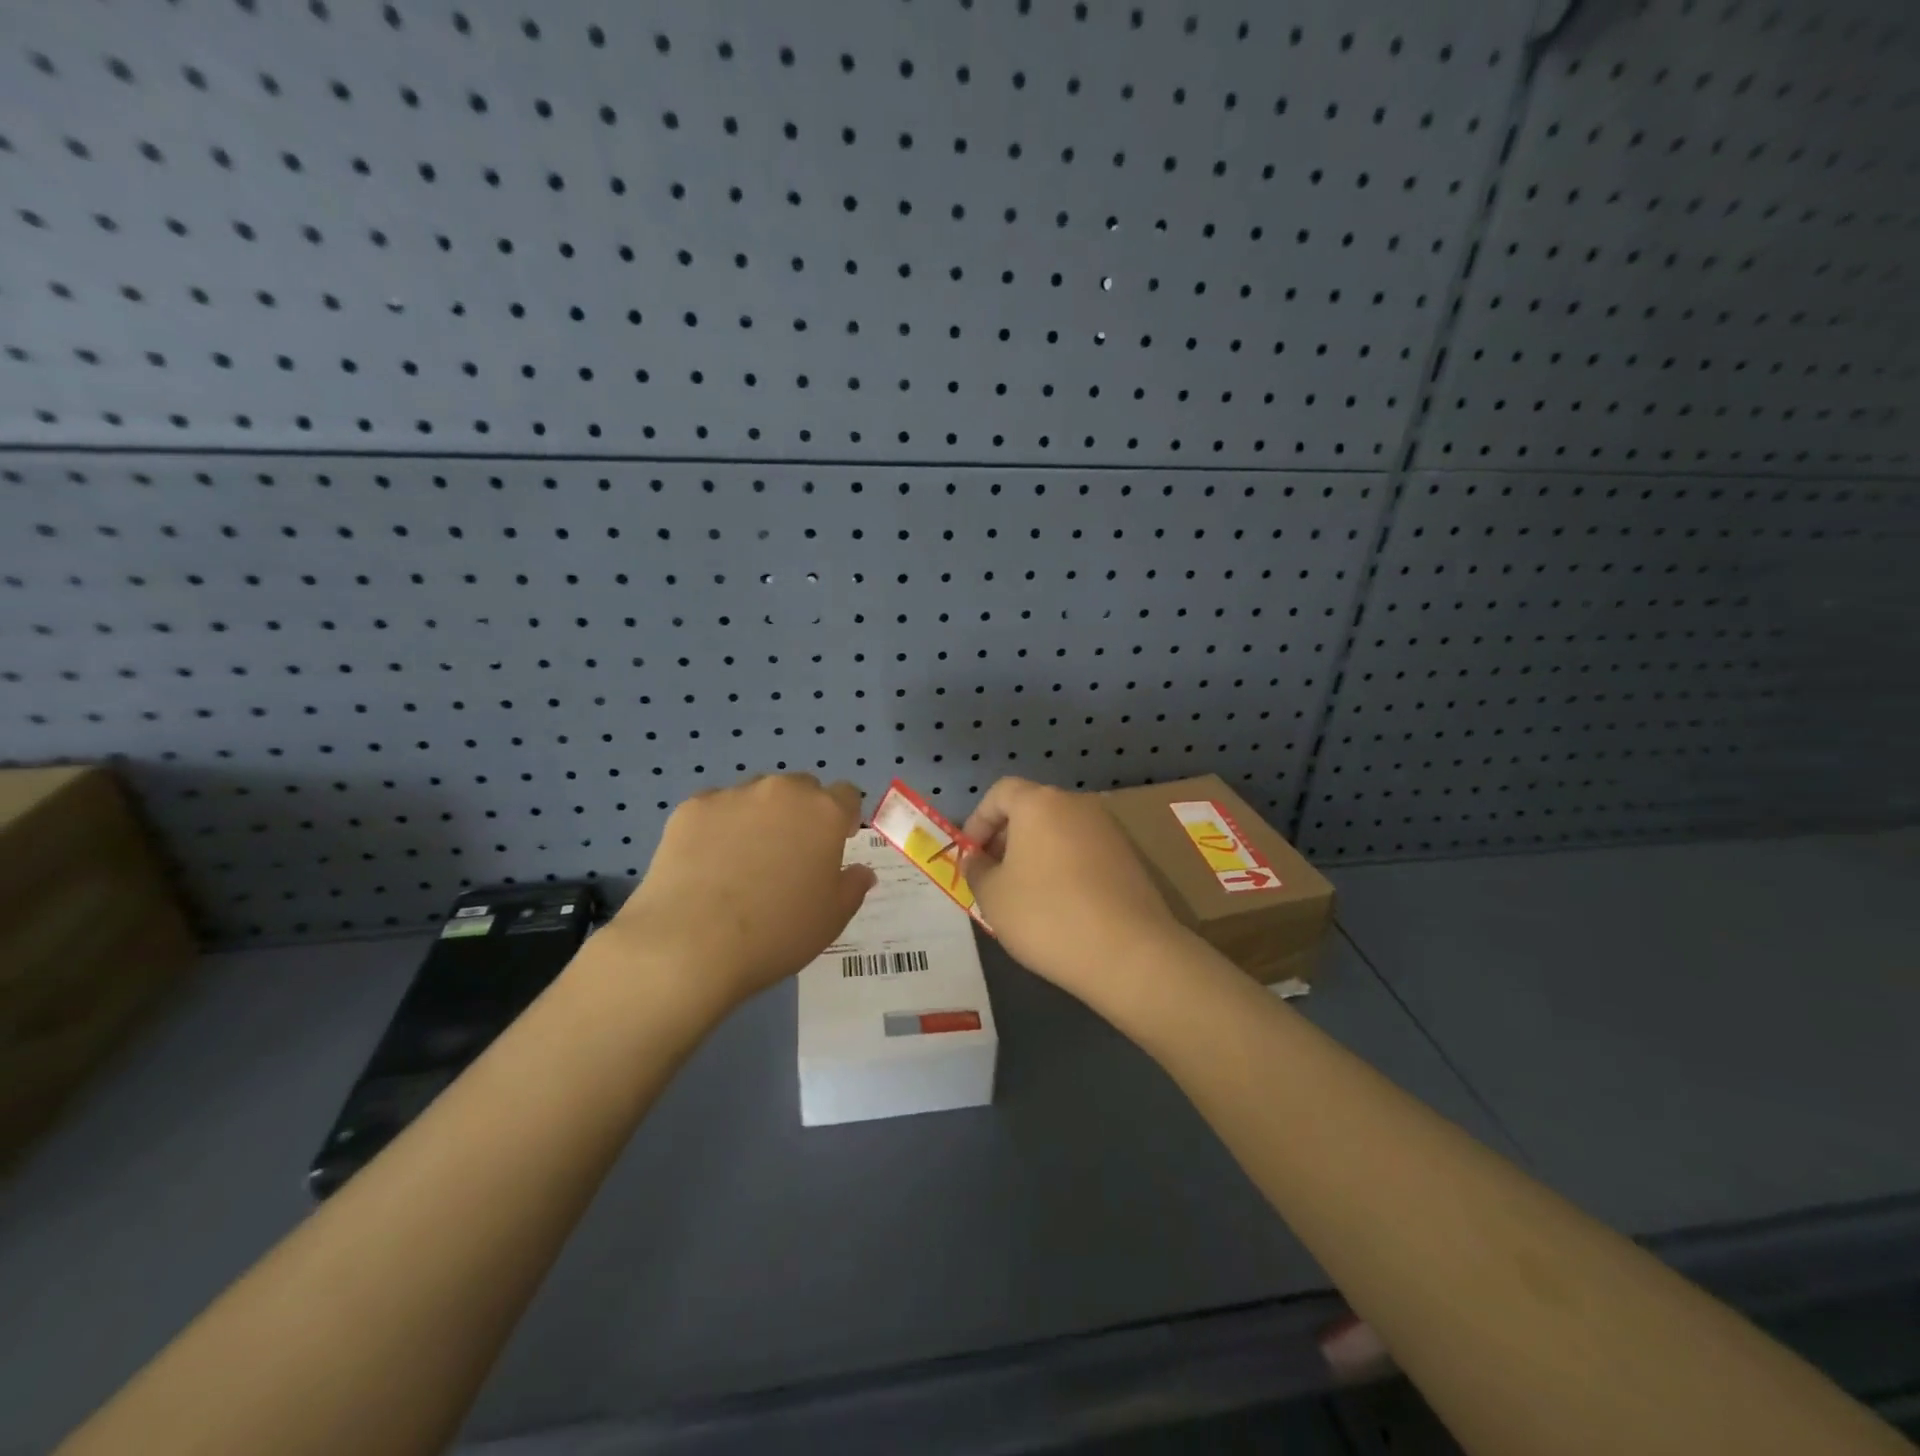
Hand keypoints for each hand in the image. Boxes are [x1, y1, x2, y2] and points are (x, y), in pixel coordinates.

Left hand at [601, 774, 874, 1015]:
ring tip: (743, 861)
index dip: (844, 817)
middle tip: (789, 855)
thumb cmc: (776, 933)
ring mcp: (733, 796)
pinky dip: (718, 827)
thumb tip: (861, 871)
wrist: (690, 944)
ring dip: (760, 816)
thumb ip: (852, 887)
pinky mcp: (691, 808)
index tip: (836, 843)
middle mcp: (782, 792)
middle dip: (802, 813)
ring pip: (756, 796)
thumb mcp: (831, 919)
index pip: (847, 795)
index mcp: (824, 813)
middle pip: (801, 788)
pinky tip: (707, 864)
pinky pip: (715, 809)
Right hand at [960, 778, 1187, 1000]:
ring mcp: (1109, 829)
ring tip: (1025, 895)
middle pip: (1032, 809)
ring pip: (1060, 831)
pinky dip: (1065, 867)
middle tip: (994, 876)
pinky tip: (1061, 905)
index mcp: (1040, 803)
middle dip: (1007, 838)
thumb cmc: (1047, 915)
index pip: (1001, 792)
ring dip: (1036, 854)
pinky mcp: (1129, 857)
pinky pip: (1084, 852)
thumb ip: (977, 869)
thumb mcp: (993, 896)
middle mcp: (1077, 805)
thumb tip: (977, 859)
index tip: (971, 856)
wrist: (1129, 953)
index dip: (978, 820)